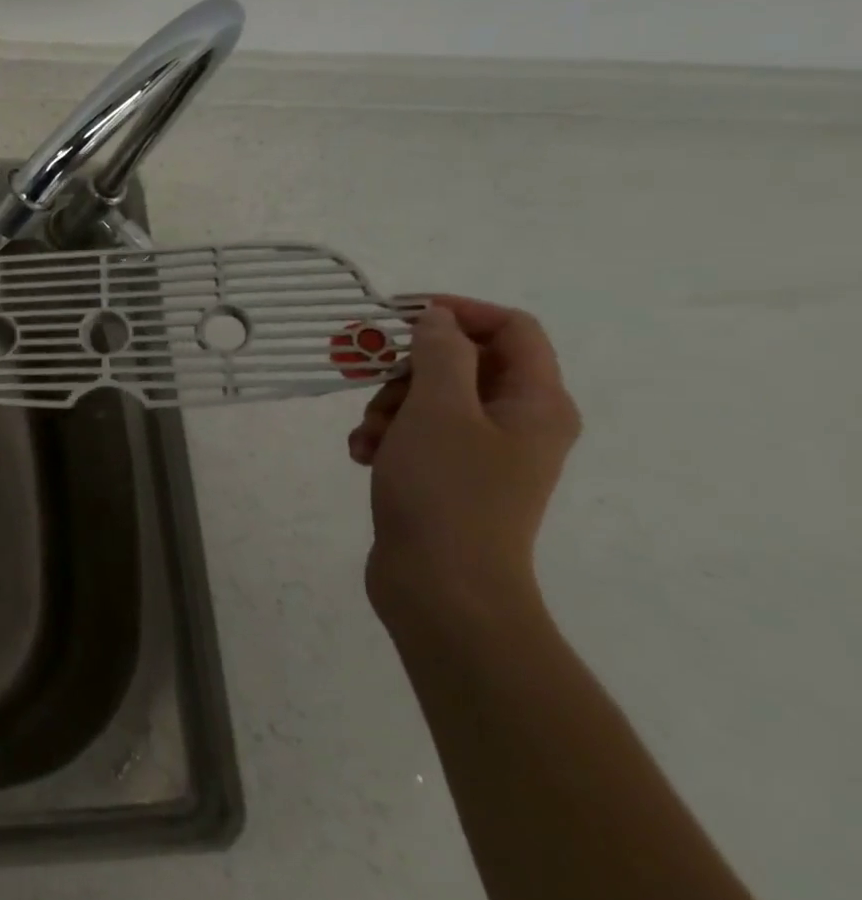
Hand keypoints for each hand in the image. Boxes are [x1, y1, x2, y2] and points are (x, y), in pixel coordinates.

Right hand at [348, 297, 581, 626]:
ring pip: (431, 399)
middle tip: (373, 387)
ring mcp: (486, 453)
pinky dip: (388, 436)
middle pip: (462, 363)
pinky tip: (364, 455)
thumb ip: (439, 353)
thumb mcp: (437, 409)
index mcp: (536, 402)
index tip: (399, 314)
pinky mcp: (453, 477)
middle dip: (407, 370)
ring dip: (388, 406)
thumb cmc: (446, 491)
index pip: (510, 328)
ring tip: (367, 436)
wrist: (443, 588)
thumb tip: (438, 319)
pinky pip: (418, 434)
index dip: (458, 311)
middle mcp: (520, 422)